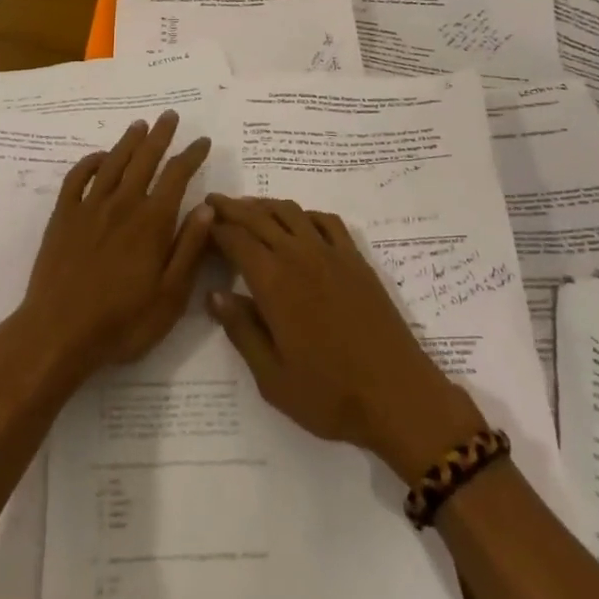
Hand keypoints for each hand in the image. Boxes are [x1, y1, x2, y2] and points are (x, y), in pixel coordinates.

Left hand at [16, 112, 213, 382]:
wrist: (58, 333)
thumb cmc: (122, 322)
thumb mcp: (170, 296)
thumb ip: (189, 248)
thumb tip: (206, 207)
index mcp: (152, 222)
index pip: (177, 177)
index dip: (191, 156)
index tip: (203, 141)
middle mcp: (123, 204)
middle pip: (145, 159)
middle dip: (161, 136)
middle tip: (170, 115)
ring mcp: (90, 207)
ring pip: (113, 162)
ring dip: (128, 141)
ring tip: (140, 125)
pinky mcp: (63, 216)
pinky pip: (77, 178)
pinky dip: (89, 162)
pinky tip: (99, 158)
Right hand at [206, 195, 483, 480]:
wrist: (398, 396)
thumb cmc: (330, 395)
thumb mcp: (272, 378)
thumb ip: (241, 331)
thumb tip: (215, 294)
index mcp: (274, 282)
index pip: (236, 240)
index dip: (215, 227)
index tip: (200, 222)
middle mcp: (299, 255)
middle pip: (259, 217)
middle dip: (233, 207)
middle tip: (213, 202)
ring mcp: (331, 253)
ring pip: (290, 212)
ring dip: (265, 205)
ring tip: (248, 207)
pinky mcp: (355, 259)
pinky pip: (326, 221)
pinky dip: (304, 214)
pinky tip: (298, 223)